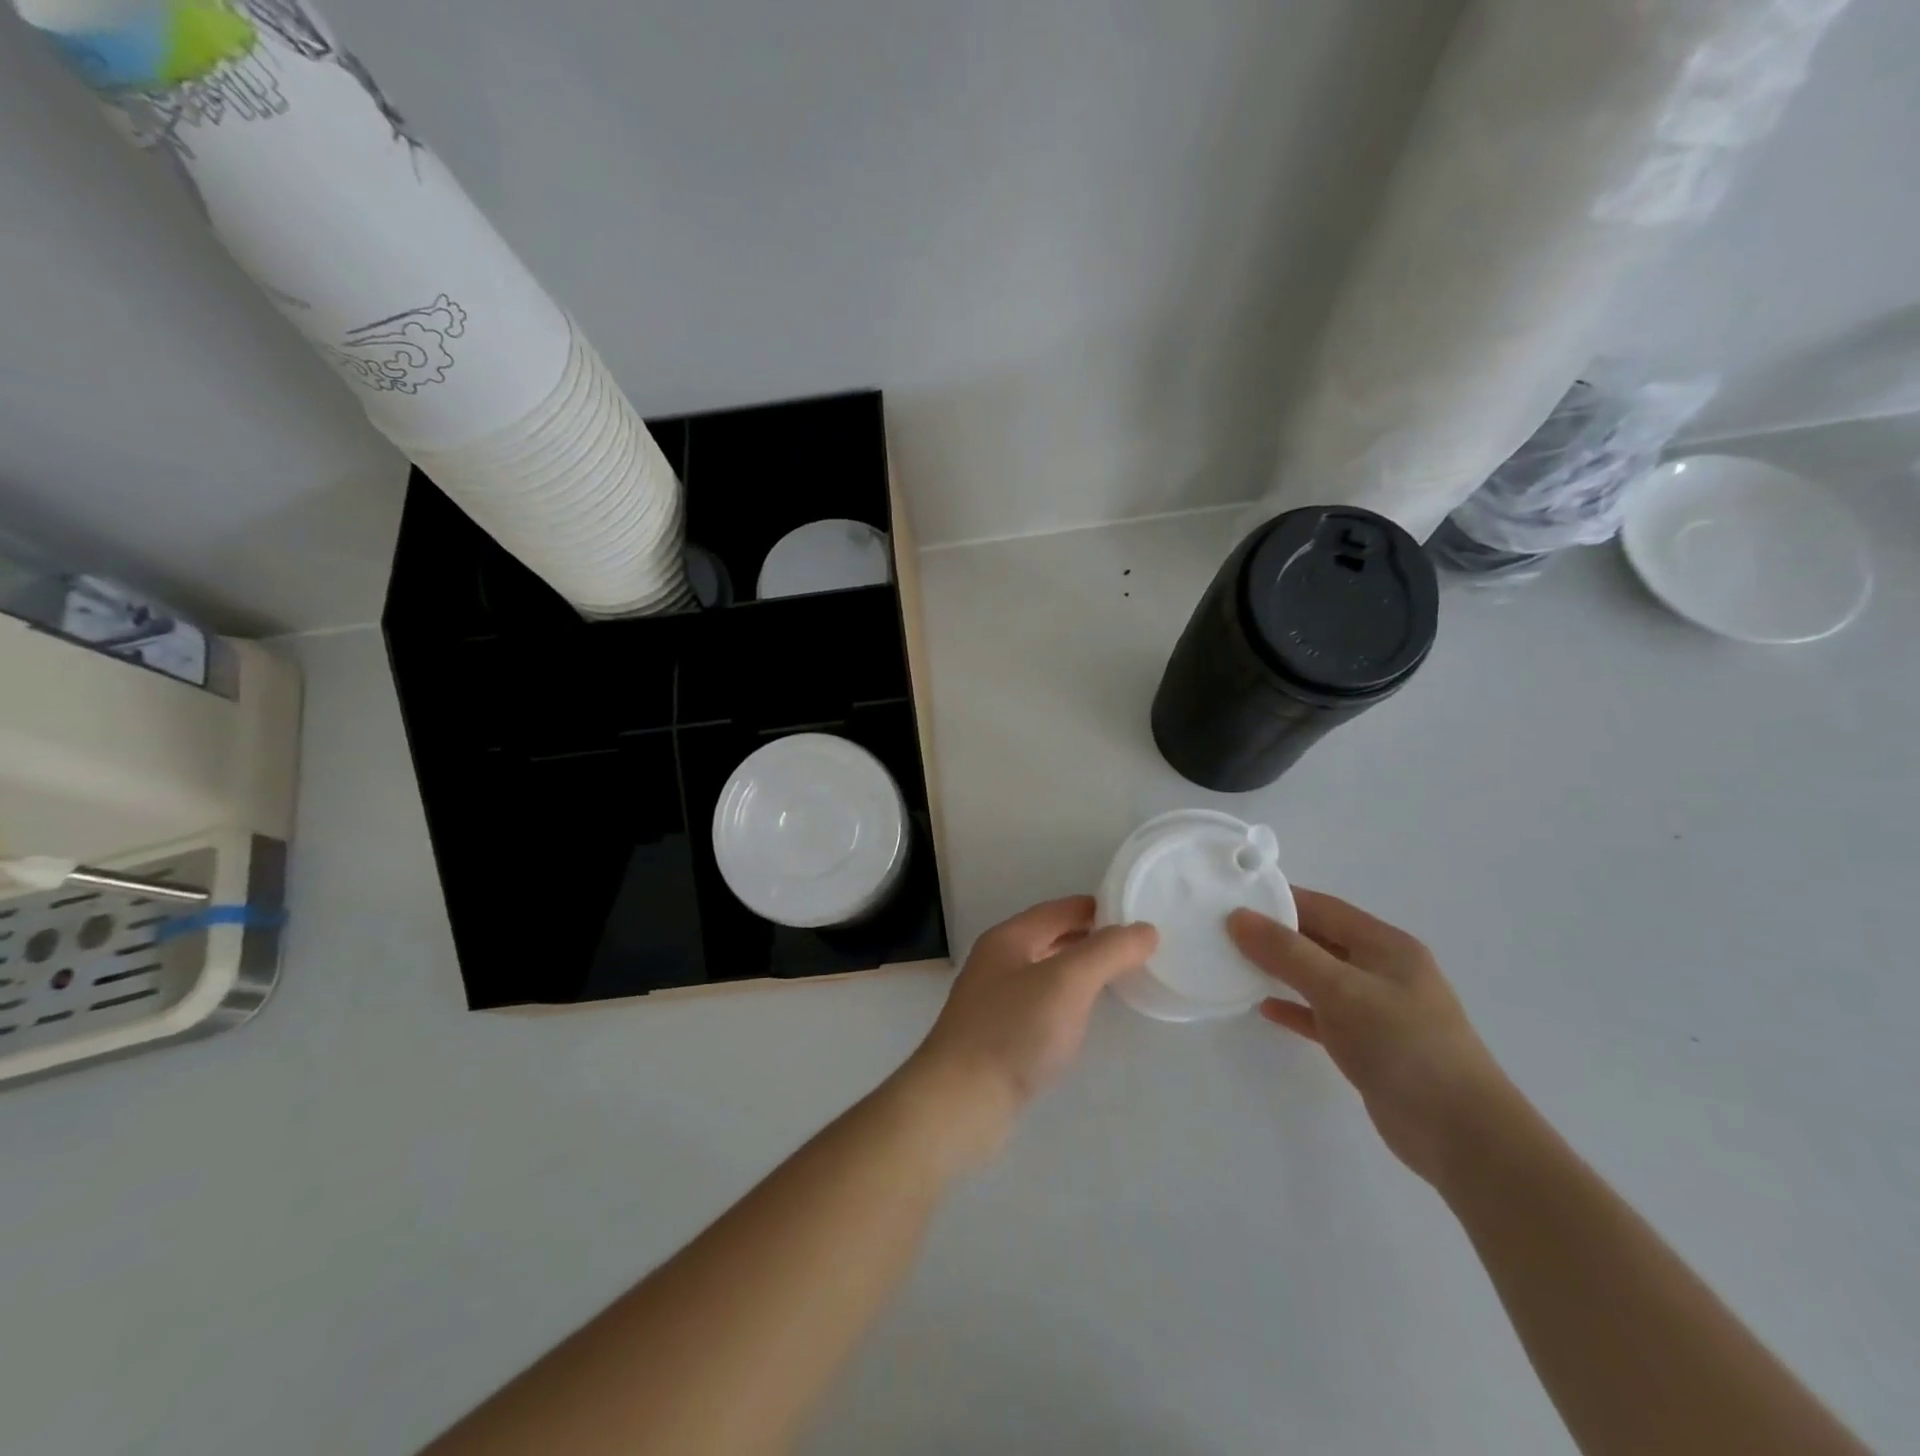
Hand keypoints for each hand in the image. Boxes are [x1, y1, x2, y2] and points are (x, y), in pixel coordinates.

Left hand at [897, 897, 1156, 1172]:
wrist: (960, 1102)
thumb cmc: (1014, 1031)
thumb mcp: (1068, 982)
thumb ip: (1108, 952)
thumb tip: (1145, 929)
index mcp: (1009, 938)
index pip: (1060, 910)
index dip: (1097, 908)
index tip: (1137, 915)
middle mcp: (997, 962)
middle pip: (1051, 938)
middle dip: (1091, 939)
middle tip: (1136, 949)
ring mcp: (994, 1000)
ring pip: (1045, 972)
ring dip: (1079, 971)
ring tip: (1118, 980)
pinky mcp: (997, 1036)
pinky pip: (1040, 1005)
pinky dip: (1066, 1002)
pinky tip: (1082, 1018)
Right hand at [1229, 891, 1512, 1185]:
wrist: (1462, 1136)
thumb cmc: (1404, 1046)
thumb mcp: (1340, 990)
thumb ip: (1287, 953)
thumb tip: (1237, 917)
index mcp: (1386, 945)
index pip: (1324, 908)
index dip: (1279, 900)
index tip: (1233, 897)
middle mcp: (1384, 970)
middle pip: (1320, 940)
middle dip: (1276, 934)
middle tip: (1225, 930)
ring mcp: (1379, 1010)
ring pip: (1319, 978)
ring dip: (1281, 971)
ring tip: (1235, 964)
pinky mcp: (1370, 1046)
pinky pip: (1322, 1015)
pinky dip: (1295, 1008)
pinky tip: (1264, 1008)